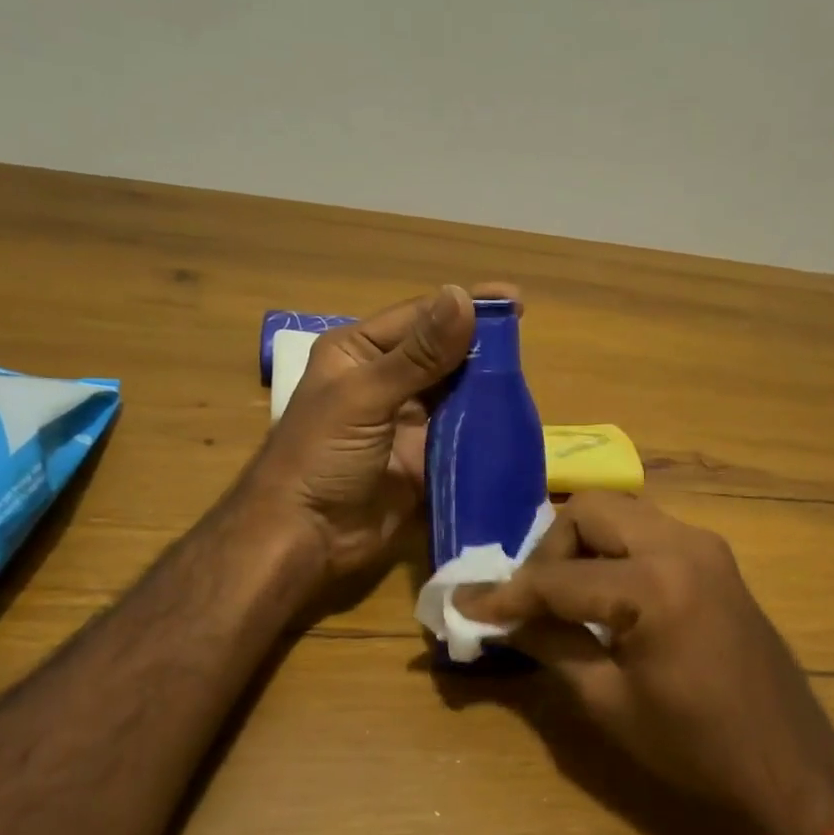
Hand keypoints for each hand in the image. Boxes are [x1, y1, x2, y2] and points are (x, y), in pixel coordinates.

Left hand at [237, 284, 509, 583]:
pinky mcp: (425, 459)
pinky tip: (514, 421)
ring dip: (486, 389)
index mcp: (360, 353)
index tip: (514, 301)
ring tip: (526, 381)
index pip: (420, 318)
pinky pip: (461, 436)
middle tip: (526, 345)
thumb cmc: (320, 457)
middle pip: (442, 355)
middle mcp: (385, 381)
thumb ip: (417, 355)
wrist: (307, 537)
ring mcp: (407, 423)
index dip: (464, 308)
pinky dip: (484, 429)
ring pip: (456, 395)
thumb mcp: (364, 397)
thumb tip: (463, 297)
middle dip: (481, 349)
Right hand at [458, 492, 833, 834]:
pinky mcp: (716, 559)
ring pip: (621, 514)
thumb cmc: (696, 747)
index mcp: (655, 584)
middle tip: (531, 600)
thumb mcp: (608, 702)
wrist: (790, 766)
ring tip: (562, 598)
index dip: (506, 595)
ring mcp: (706, 546)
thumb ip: (549, 645)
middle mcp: (683, 544)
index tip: (467, 607)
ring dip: (582, 546)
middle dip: (549, 550)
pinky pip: (649, 533)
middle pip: (590, 511)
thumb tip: (498, 620)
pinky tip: (604, 597)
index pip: (557, 577)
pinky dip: (614, 553)